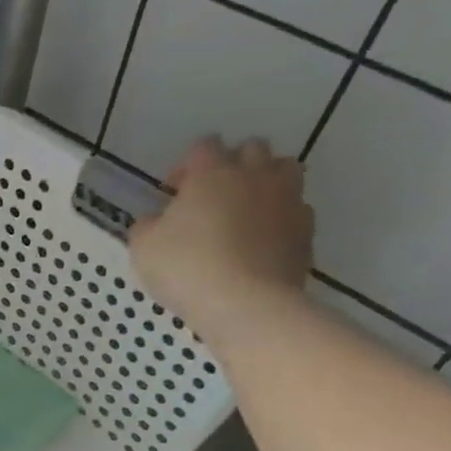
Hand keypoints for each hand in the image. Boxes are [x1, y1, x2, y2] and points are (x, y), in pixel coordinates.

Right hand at [127, 137, 312, 332]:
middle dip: (232, 166)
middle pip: (251, 149)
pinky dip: (281, 217)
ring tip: (246, 212)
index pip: (203, 146)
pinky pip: (296, 210)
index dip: (187, 166)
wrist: (246, 304)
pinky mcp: (306, 230)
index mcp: (212, 173)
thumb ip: (147, 226)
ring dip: (265, 183)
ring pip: (284, 171)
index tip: (174, 193)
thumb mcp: (143, 248)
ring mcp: (287, 200)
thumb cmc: (187, 268)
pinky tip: (263, 242)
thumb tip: (155, 221)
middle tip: (212, 197)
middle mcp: (254, 176)